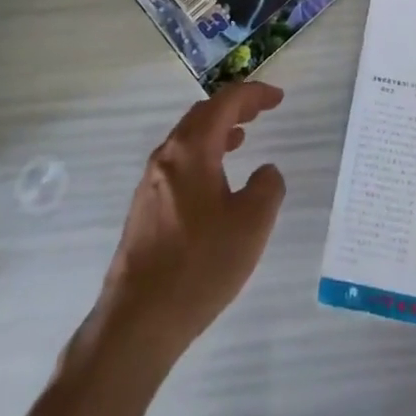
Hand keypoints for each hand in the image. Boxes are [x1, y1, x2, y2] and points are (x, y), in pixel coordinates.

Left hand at [100, 83, 287, 359]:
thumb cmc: (199, 265)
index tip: (278, 98)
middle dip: (233, 107)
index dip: (254, 94)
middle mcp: (167, 157)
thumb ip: (267, 187)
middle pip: (202, 115)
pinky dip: (203, 154)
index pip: (225, 103)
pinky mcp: (144, 209)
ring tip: (241, 138)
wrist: (137, 321)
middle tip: (261, 111)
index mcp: (192, 150)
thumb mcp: (252, 224)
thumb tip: (266, 171)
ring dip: (217, 131)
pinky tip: (215, 180)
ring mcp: (151, 183)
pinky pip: (179, 163)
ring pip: (188, 139)